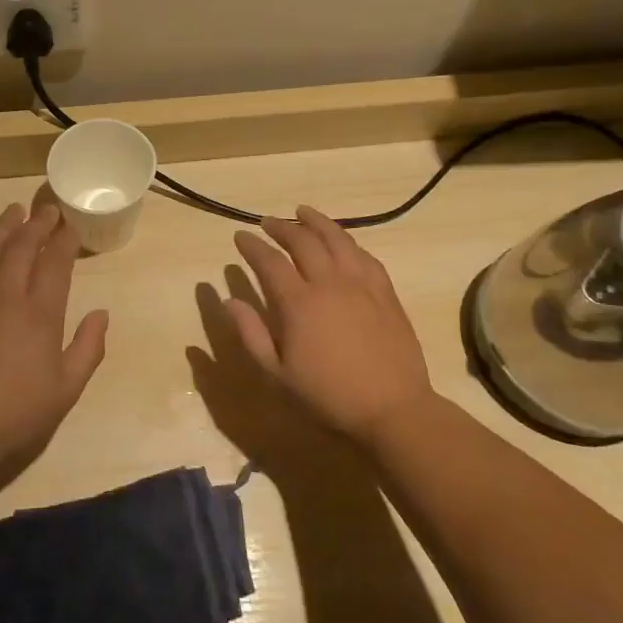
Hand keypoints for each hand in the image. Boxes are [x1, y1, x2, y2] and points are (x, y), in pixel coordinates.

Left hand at [0, 202, 108, 482]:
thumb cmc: (15, 414)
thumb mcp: (66, 390)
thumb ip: (88, 348)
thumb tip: (101, 313)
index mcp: (40, 312)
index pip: (56, 262)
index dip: (65, 240)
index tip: (71, 227)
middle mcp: (5, 293)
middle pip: (22, 246)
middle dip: (37, 224)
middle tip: (46, 210)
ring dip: (2, 226)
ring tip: (13, 211)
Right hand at [228, 206, 438, 445]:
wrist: (393, 410)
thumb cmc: (328, 397)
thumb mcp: (278, 374)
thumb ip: (251, 334)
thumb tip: (229, 301)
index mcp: (298, 303)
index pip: (269, 261)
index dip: (252, 246)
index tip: (240, 236)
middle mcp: (329, 283)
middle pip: (303, 241)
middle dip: (281, 227)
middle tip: (267, 222)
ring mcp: (361, 284)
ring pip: (337, 239)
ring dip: (316, 222)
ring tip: (303, 212)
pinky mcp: (386, 292)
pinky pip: (365, 256)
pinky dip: (348, 242)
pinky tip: (342, 241)